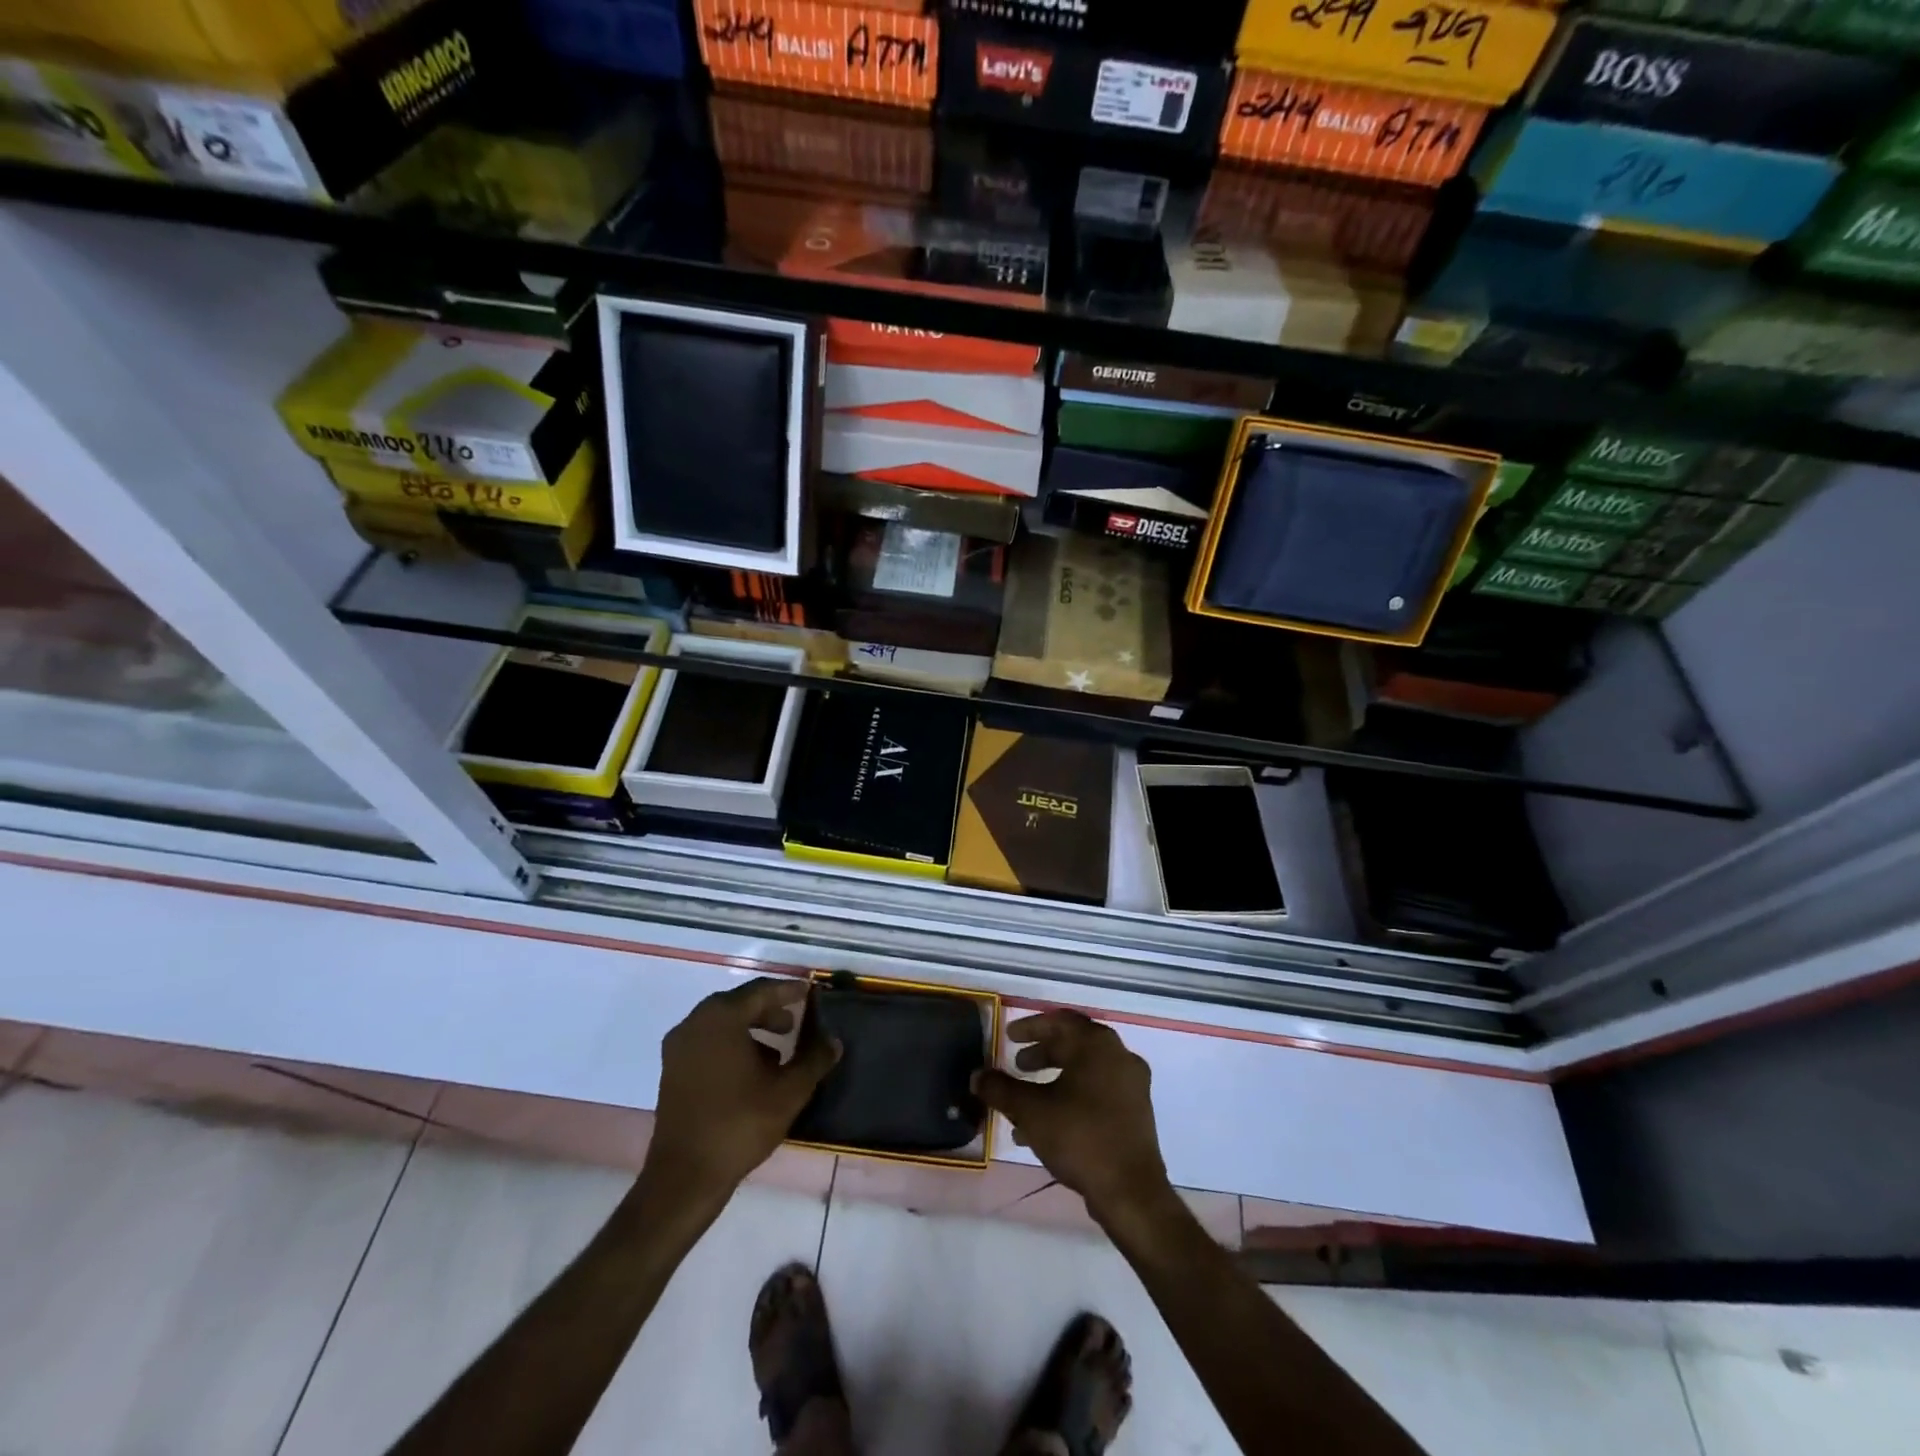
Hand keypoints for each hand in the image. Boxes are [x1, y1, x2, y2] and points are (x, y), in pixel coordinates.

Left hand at [645, 978, 838, 1203]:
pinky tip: (752, 1072)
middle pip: (739, 1004)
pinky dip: (732, 1046)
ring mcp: (679, 1048)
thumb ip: (814, 1060)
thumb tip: (834, 1041)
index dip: (788, 991)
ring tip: (778, 1053)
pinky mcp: (672, 1071)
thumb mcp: (788, 1091)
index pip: (761, 991)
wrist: (685, 1177)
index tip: (810, 992)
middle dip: (769, 1011)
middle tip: (795, 1024)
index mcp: (720, 1018)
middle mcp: (695, 1023)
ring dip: (751, 1030)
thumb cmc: (740, 1124)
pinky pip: (708, 1043)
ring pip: (722, 1024)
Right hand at [973, 1010, 1170, 1226]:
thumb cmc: (1080, 1137)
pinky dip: (1072, 1097)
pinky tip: (1048, 1125)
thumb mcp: (1031, 1111)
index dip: (1030, 1027)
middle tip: (1017, 1065)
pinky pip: (1098, 1092)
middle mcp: (1119, 1056)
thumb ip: (1000, 1089)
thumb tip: (977, 1076)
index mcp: (1097, 1045)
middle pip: (1074, 1044)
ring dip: (1054, 1078)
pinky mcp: (1136, 1112)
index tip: (1008, 1037)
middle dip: (1042, 1053)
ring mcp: (1132, 1085)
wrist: (1130, 1192)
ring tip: (1026, 1100)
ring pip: (1085, 1070)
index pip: (1059, 1021)